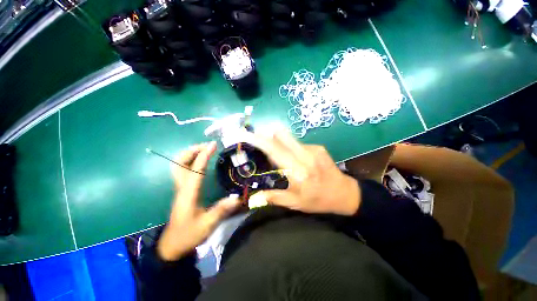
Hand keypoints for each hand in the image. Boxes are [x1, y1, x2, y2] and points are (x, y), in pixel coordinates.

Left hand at [157, 142, 240, 260]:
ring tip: (204, 150)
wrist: (172, 246)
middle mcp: (182, 187)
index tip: (213, 145)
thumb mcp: (207, 225)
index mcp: (188, 193)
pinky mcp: (182, 191)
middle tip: (207, 146)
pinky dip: (190, 161)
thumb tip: (237, 198)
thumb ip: (222, 210)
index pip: (195, 169)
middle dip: (192, 150)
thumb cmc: (189, 235)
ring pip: (178, 165)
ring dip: (189, 154)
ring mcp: (180, 188)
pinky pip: (182, 170)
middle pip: (179, 163)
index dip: (204, 155)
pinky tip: (200, 162)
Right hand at [242, 129, 360, 215]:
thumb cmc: (318, 200)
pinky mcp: (318, 147)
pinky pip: (297, 143)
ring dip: (279, 142)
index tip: (247, 134)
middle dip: (267, 134)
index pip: (275, 150)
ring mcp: (313, 149)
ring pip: (289, 138)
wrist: (344, 193)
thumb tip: (252, 198)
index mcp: (298, 172)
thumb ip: (273, 197)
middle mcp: (305, 156)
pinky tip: (293, 158)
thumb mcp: (295, 203)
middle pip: (281, 135)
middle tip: (258, 140)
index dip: (259, 140)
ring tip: (278, 155)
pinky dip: (290, 147)